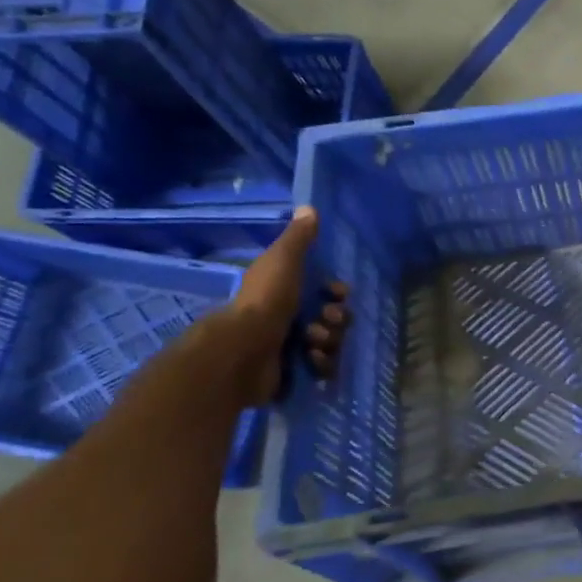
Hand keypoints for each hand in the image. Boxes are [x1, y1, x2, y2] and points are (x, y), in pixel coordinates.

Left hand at [218, 207, 352, 406]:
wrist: (243, 350)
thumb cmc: (266, 301)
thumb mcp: (283, 260)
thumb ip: (298, 238)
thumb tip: (309, 207)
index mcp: (286, 292)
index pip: (325, 292)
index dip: (337, 293)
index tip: (338, 293)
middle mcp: (289, 319)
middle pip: (333, 318)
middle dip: (336, 320)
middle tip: (326, 321)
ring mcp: (291, 348)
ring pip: (331, 343)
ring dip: (329, 341)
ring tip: (312, 343)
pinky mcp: (294, 373)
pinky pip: (323, 368)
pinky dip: (321, 364)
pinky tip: (311, 360)